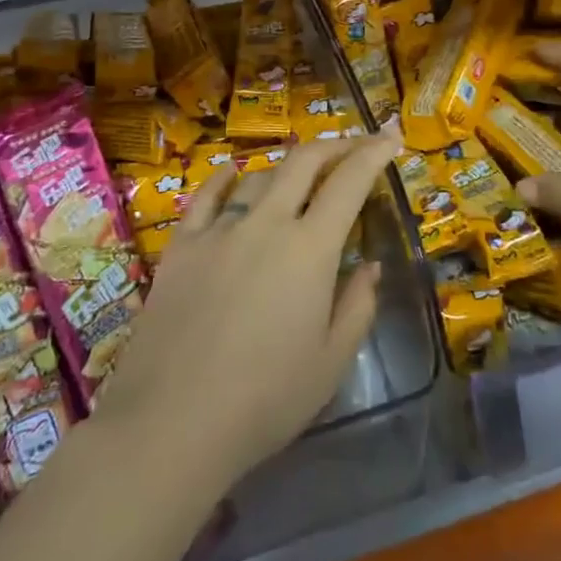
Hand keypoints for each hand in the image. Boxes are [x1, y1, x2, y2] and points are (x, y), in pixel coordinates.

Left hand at [91, 131, 397, 493]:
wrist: (172, 422)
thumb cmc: (265, 400)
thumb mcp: (331, 363)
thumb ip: (357, 306)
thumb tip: (368, 265)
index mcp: (310, 249)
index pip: (349, 182)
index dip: (372, 153)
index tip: (389, 137)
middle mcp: (267, 223)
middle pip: (303, 162)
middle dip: (334, 146)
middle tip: (353, 146)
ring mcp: (219, 229)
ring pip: (259, 176)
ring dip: (286, 167)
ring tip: (299, 174)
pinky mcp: (181, 245)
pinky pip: (206, 195)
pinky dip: (226, 177)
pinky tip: (234, 172)